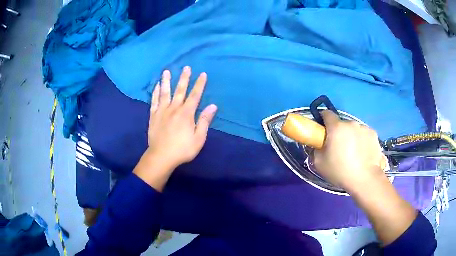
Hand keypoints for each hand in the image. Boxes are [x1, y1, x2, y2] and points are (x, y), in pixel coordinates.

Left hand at [147, 66, 217, 168]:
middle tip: (186, 67)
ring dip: (166, 81)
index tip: (203, 74)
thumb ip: (204, 121)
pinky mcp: (153, 116)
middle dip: (184, 78)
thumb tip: (213, 106)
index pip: (195, 95)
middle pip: (180, 90)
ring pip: (165, 93)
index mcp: (186, 114)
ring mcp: (162, 111)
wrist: (161, 156)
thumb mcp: (198, 138)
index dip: (199, 84)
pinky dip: (155, 93)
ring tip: (166, 71)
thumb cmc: (182, 149)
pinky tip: (156, 86)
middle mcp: (174, 109)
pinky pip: (154, 101)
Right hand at [313, 110, 385, 192]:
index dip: (323, 120)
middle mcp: (351, 123)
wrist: (365, 179)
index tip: (324, 132)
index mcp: (336, 127)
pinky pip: (364, 134)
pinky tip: (363, 154)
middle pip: (342, 123)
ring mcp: (364, 127)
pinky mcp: (374, 134)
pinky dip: (363, 140)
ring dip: (352, 136)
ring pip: (354, 129)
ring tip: (354, 153)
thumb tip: (319, 144)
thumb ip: (316, 149)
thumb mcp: (319, 163)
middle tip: (339, 148)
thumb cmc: (340, 171)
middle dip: (339, 132)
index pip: (326, 114)